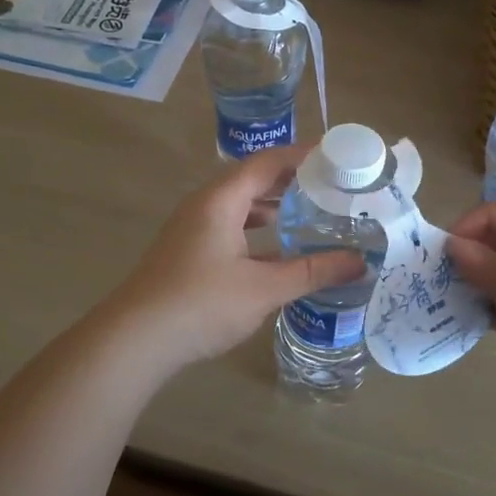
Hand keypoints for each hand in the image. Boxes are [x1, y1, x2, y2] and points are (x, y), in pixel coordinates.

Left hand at [101, 146, 366, 375]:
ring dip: (272, 207)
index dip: (301, 156)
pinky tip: (278, 253)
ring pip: (239, 207)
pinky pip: (230, 229)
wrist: (136, 340)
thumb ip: (312, 272)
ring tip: (309, 214)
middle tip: (330, 186)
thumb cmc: (202, 303)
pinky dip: (256, 232)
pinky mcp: (188, 253)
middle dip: (290, 181)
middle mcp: (204, 206)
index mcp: (221, 200)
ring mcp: (192, 230)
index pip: (266, 162)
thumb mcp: (264, 288)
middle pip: (252, 180)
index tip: (335, 157)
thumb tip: (359, 262)